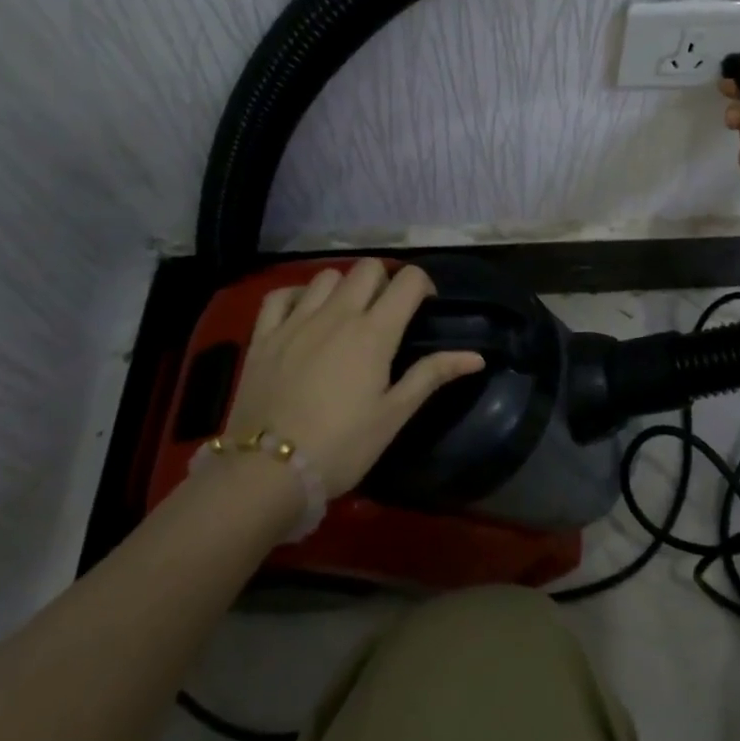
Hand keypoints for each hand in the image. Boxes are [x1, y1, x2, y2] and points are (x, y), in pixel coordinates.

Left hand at [225, 260, 485, 496]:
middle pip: (368, 268)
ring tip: (345, 315)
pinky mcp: (263, 336)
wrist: (267, 473)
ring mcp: (296, 321)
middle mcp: (337, 314)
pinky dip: (297, 296)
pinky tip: (304, 314)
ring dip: (344, 287)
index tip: (423, 308)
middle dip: (384, 281)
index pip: (408, 280)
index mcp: (374, 332)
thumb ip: (432, 375)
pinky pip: (281, 295)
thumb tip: (476, 357)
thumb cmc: (341, 446)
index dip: (422, 285)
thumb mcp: (394, 415)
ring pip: (327, 275)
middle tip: (386, 313)